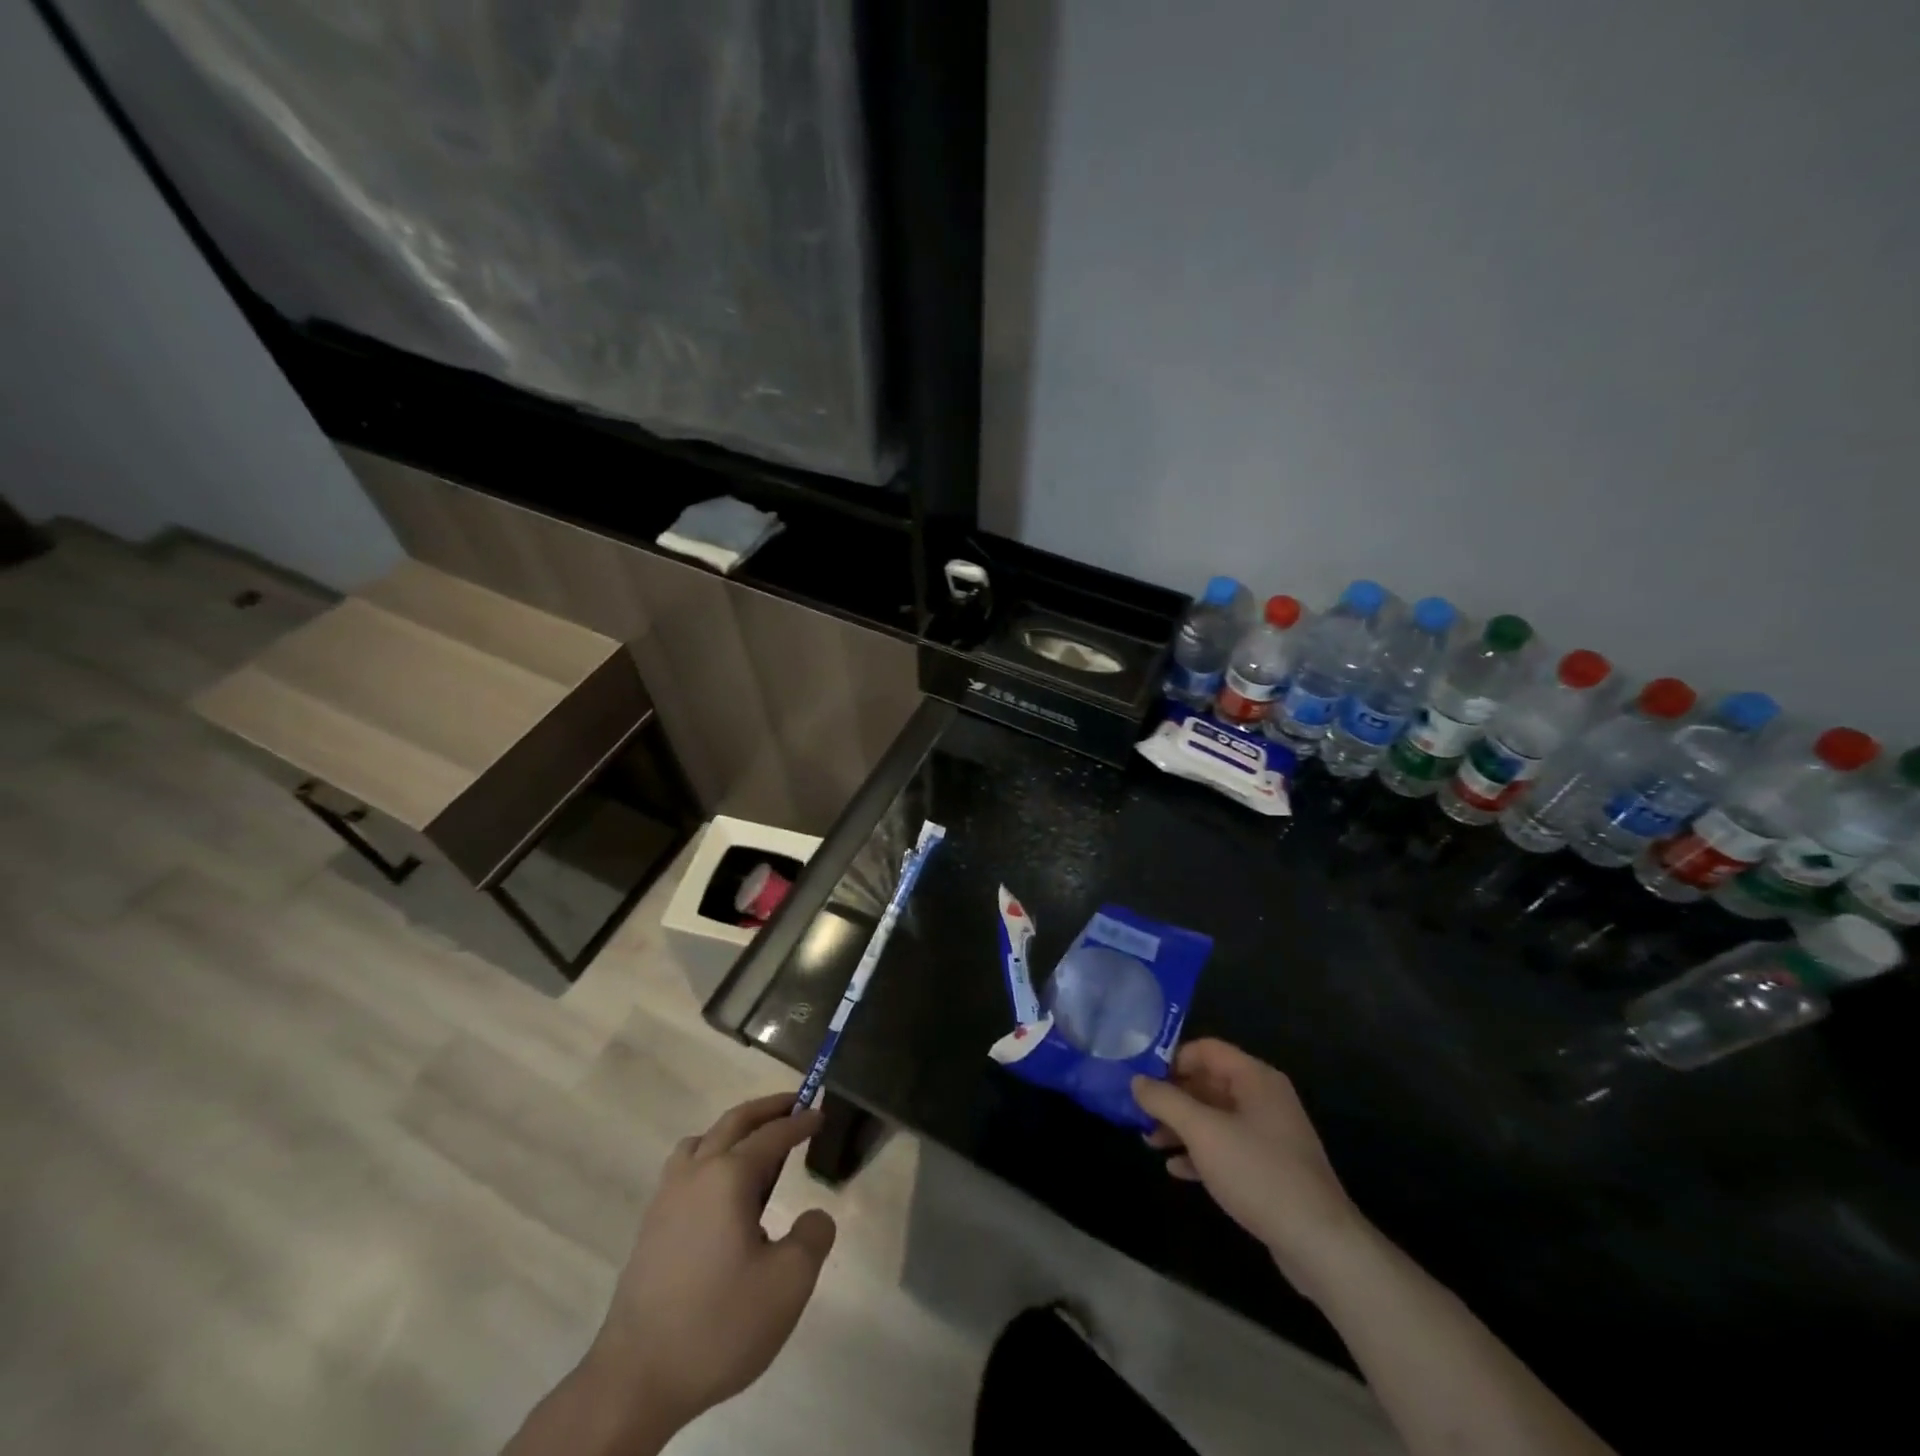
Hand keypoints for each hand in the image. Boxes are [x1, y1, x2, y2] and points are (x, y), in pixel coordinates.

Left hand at [581, 1094, 836, 1437]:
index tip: (821, 1113)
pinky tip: (722, 1196)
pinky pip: (685, 1169)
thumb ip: (813, 1237)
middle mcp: (695, 1173)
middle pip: (734, 1122)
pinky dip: (710, 1158)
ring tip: (756, 1149)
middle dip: (767, 1109)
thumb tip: (814, 1217)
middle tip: (795, 1103)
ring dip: (733, 1132)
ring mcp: (667, 1198)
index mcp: (729, 1177)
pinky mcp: (651, 1227)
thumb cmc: (719, 1324)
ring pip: (702, 1141)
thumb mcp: (788, 1284)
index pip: (773, 1135)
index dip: (800, 1122)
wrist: (635, 1380)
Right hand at [1132, 1040, 1362, 1282]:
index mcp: (1255, 1078)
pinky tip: (1176, 1169)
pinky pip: (1227, 1147)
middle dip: (1172, 1097)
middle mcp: (1264, 1099)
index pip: (1206, 1049)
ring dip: (1182, 1126)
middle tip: (1139, 1112)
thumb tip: (1137, 1081)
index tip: (1141, 1078)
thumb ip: (1166, 1101)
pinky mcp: (1270, 1168)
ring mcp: (1270, 1135)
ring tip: (1149, 1142)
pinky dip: (1201, 1152)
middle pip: (1209, 1083)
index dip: (1172, 1059)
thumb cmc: (1258, 1173)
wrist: (1319, 1244)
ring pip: (1215, 1117)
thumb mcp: (1203, 1132)